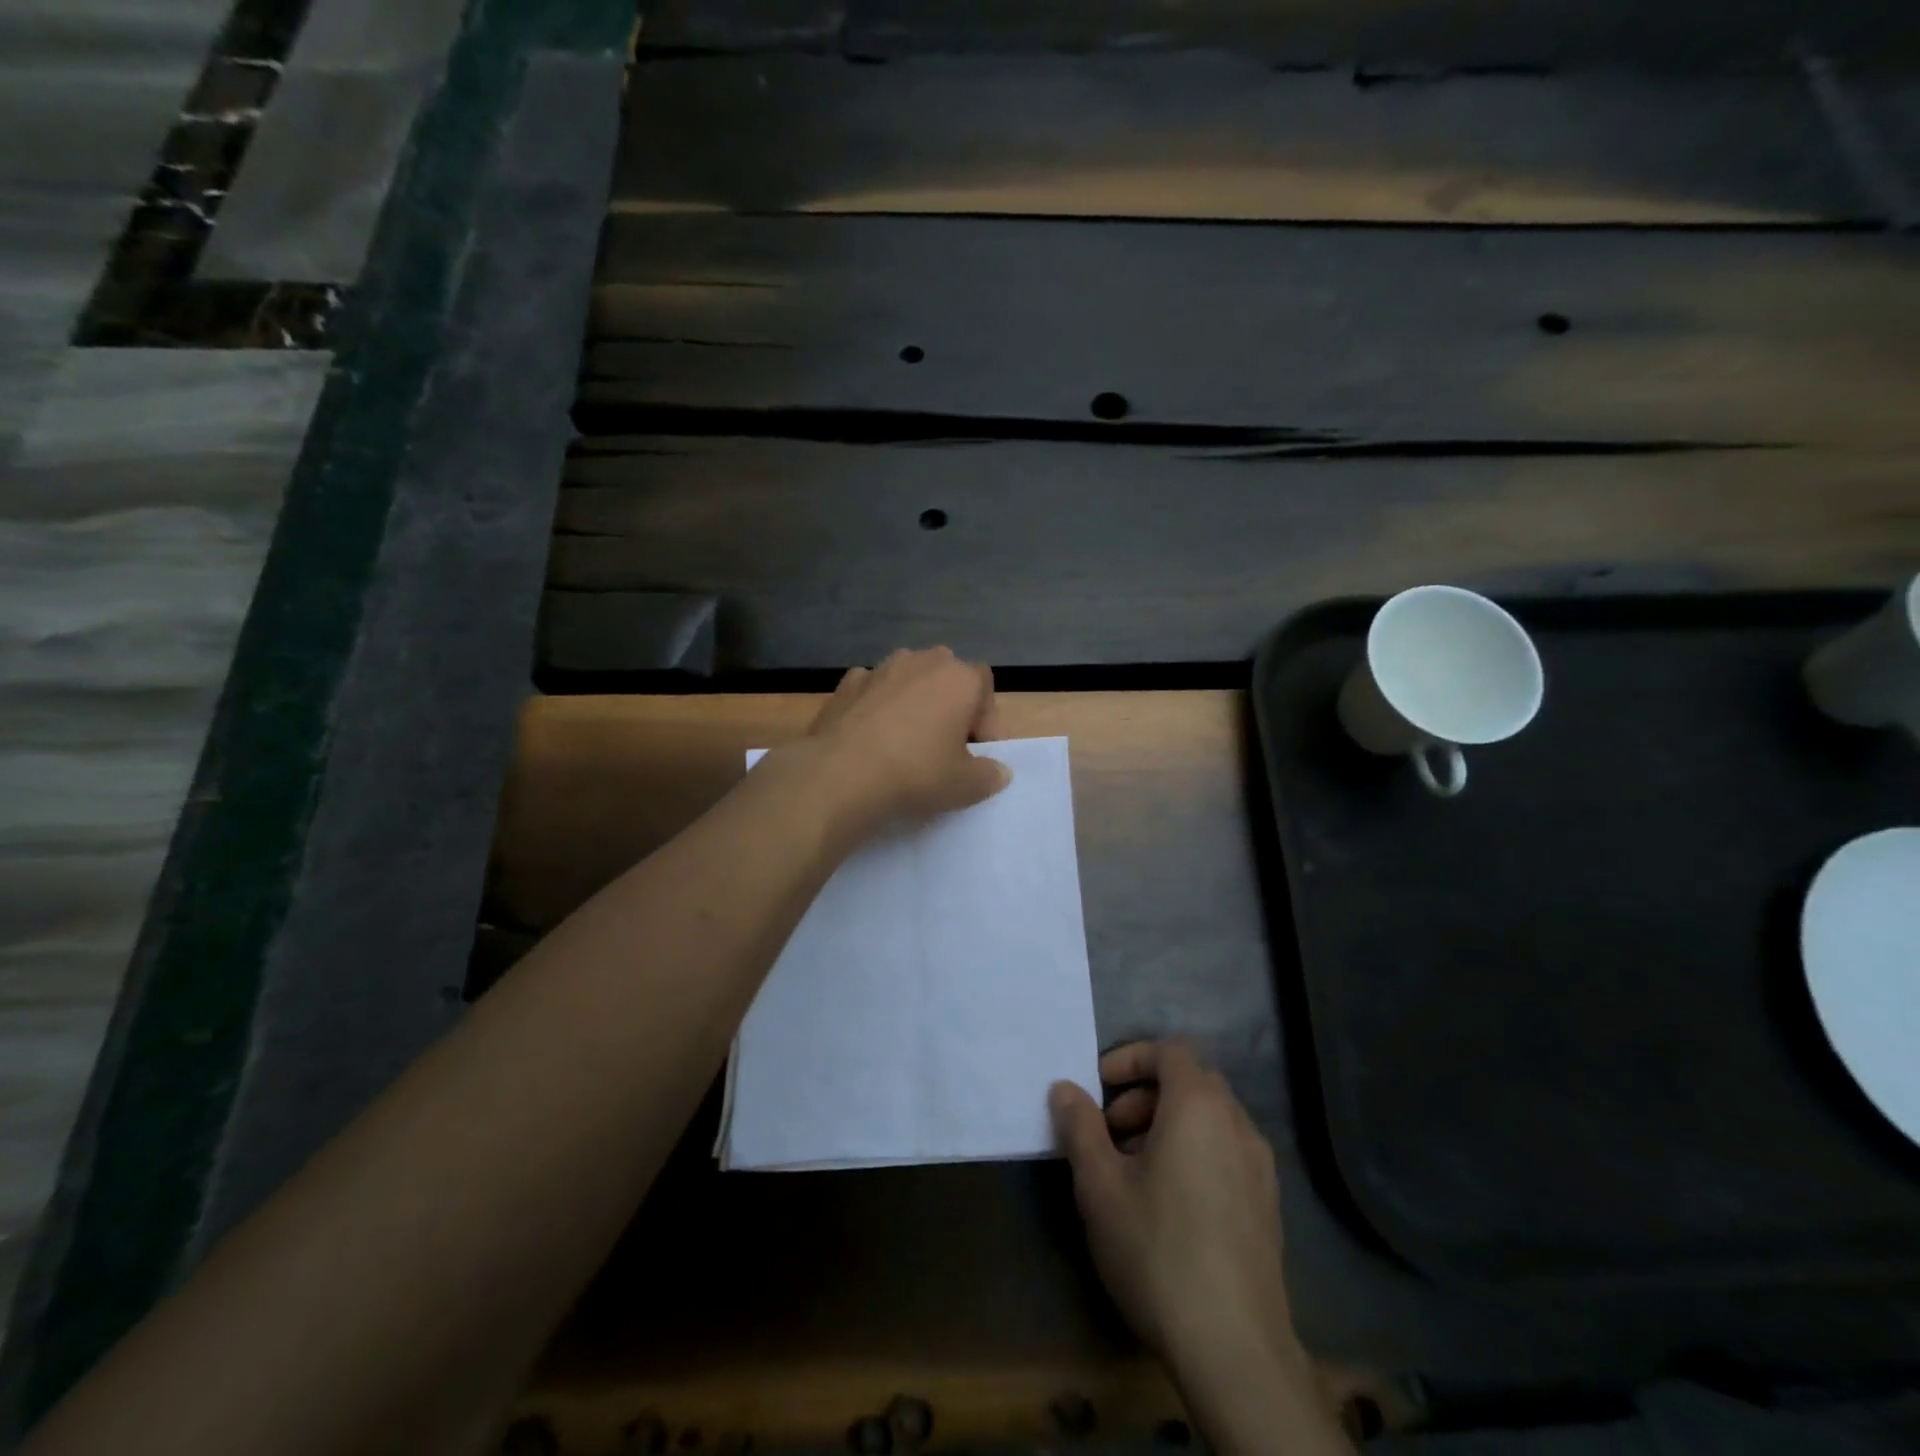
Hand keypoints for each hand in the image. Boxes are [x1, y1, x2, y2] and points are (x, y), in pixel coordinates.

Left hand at [790, 646, 1010, 841]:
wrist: (841, 774)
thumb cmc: (916, 773)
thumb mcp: (965, 785)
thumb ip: (989, 775)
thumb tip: (998, 771)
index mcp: (959, 677)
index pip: (985, 686)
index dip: (986, 720)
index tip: (977, 753)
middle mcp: (922, 661)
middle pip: (946, 678)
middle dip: (949, 706)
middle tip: (944, 746)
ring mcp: (880, 668)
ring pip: (907, 681)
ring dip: (912, 704)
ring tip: (905, 743)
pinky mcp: (846, 684)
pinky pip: (872, 692)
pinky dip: (876, 708)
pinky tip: (871, 739)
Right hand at [1052, 1042, 1344, 1453]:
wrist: (1235, 1349)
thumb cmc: (1158, 1249)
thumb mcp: (1100, 1185)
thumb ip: (1080, 1127)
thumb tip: (1065, 1088)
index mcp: (1199, 1106)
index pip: (1169, 1051)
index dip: (1130, 1058)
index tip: (1098, 1087)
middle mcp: (1237, 1123)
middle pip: (1190, 1083)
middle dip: (1144, 1097)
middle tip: (1110, 1134)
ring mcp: (1260, 1167)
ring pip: (1209, 1120)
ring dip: (1168, 1126)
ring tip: (1133, 1173)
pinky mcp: (1268, 1206)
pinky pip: (1225, 1153)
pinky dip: (1194, 1154)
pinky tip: (1169, 1206)